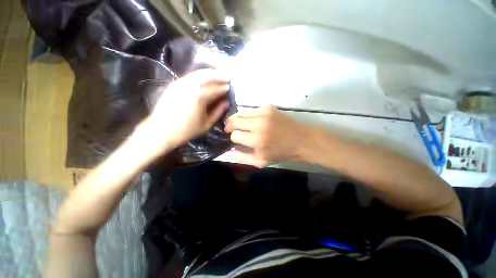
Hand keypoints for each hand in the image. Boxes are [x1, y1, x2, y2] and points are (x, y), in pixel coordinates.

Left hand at [136, 69, 229, 155]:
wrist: (160, 131)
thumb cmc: (186, 130)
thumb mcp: (206, 124)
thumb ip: (218, 112)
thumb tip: (226, 102)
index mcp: (200, 97)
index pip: (216, 89)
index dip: (225, 88)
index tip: (232, 87)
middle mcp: (190, 86)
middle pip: (208, 76)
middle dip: (220, 75)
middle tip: (228, 76)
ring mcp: (181, 83)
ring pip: (199, 73)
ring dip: (211, 73)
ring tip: (219, 74)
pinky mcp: (174, 84)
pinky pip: (190, 75)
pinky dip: (200, 74)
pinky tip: (206, 77)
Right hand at [225, 106, 308, 166]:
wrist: (300, 139)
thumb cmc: (281, 153)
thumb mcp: (261, 161)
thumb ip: (243, 157)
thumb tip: (232, 149)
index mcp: (257, 140)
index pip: (235, 135)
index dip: (234, 138)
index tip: (237, 139)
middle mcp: (259, 124)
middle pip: (234, 120)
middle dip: (230, 126)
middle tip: (230, 129)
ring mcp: (264, 113)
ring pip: (241, 113)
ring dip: (238, 119)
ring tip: (239, 124)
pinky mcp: (269, 107)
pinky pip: (251, 110)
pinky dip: (249, 115)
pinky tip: (252, 120)